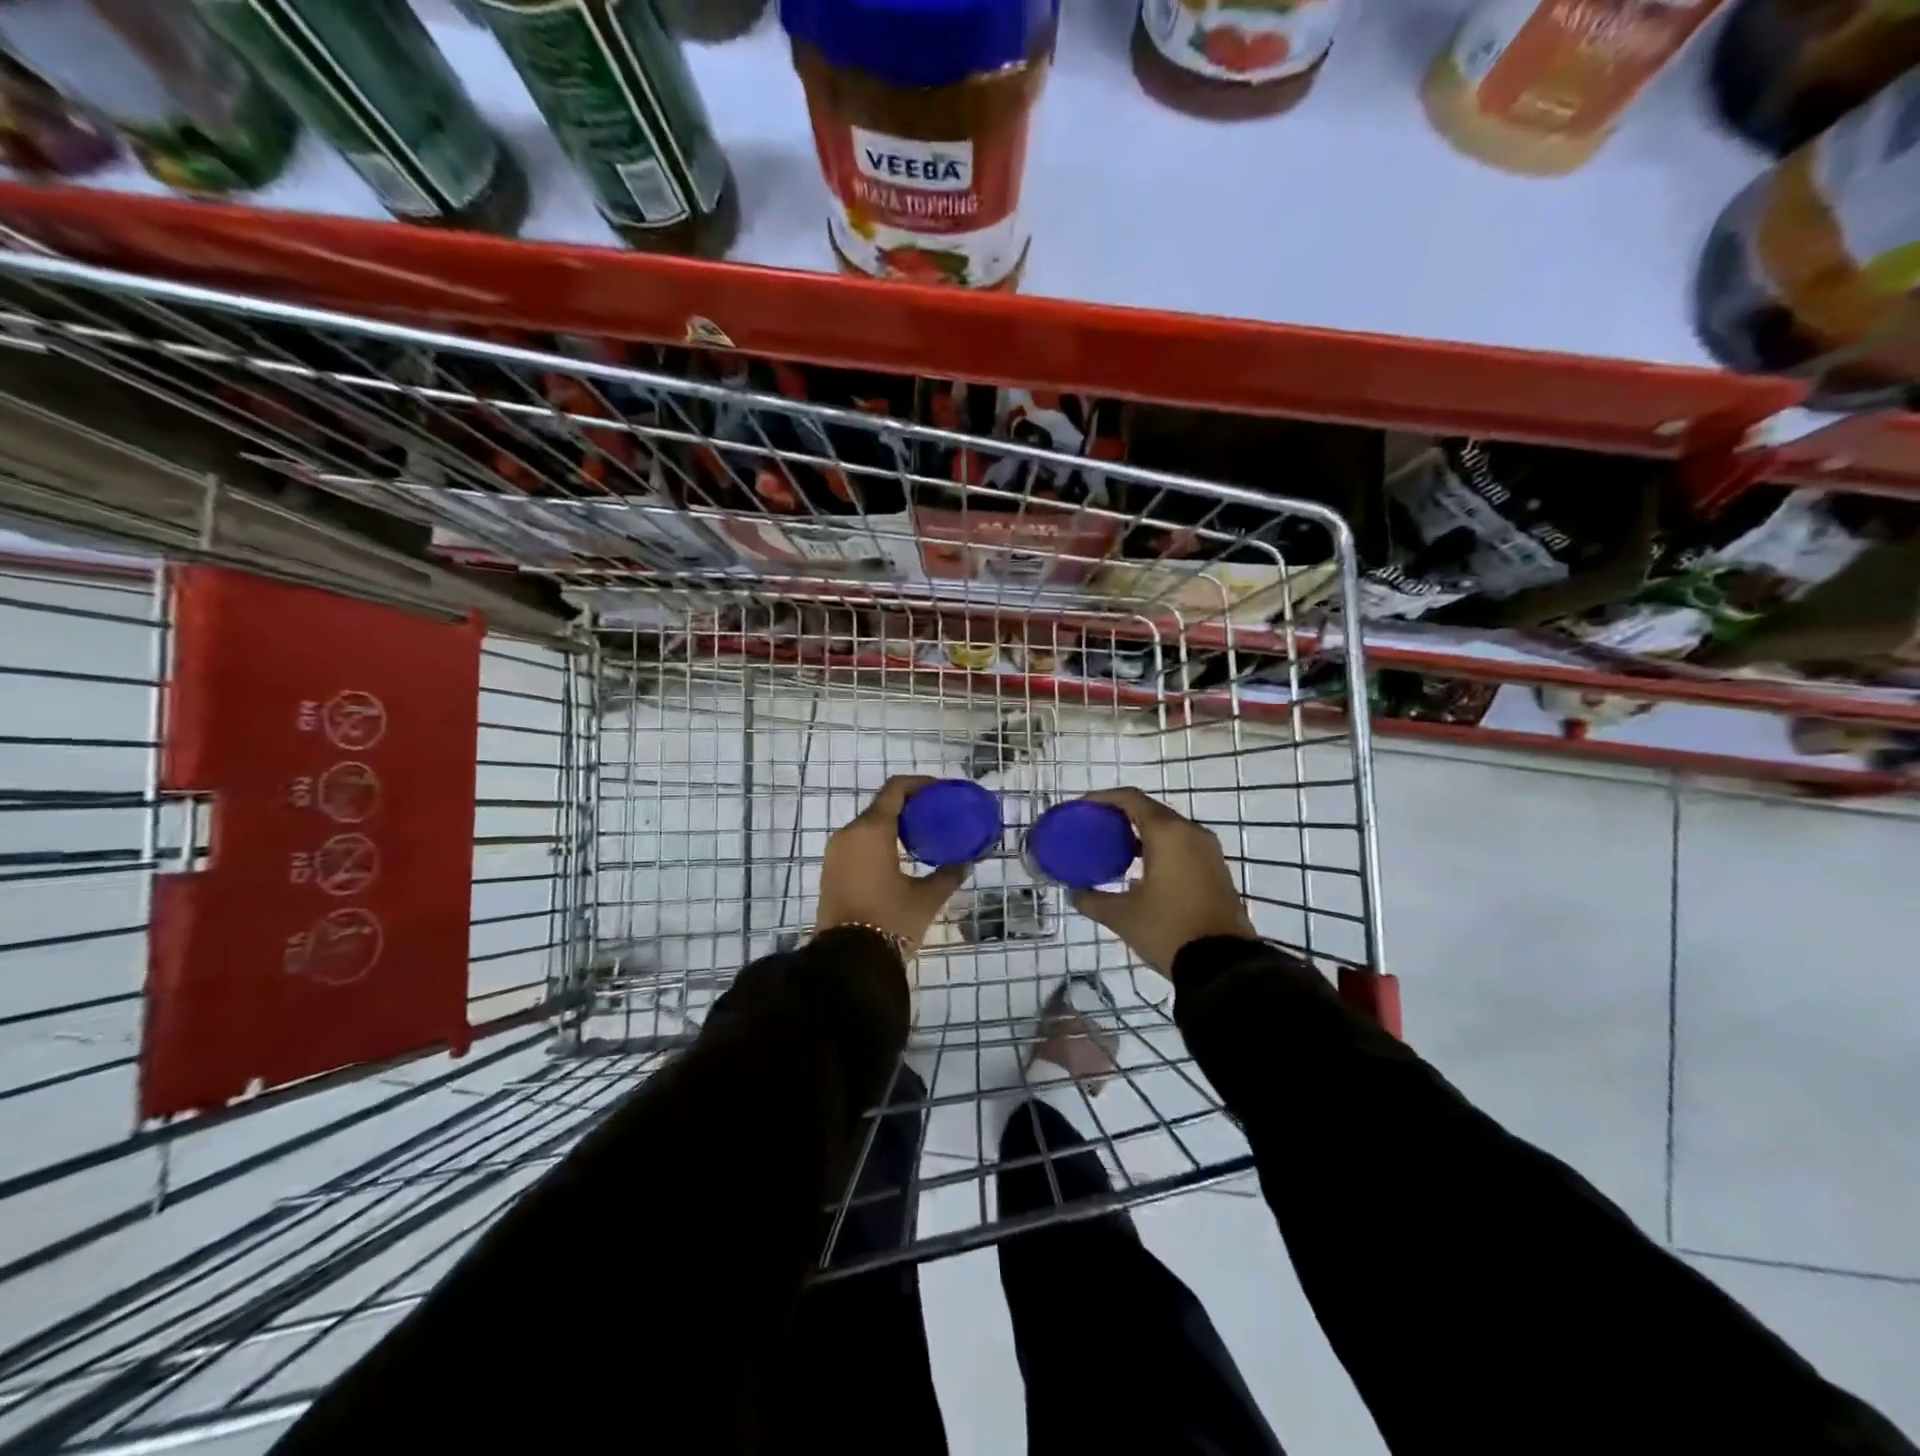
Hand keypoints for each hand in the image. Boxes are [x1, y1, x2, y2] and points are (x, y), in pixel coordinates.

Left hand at [815, 775, 967, 955]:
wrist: (848, 960)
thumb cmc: (890, 920)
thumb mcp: (926, 897)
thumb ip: (949, 874)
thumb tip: (967, 862)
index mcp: (871, 830)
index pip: (896, 789)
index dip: (920, 784)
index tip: (941, 791)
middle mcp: (849, 833)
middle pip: (881, 805)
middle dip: (909, 806)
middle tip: (936, 815)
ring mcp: (836, 852)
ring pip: (868, 825)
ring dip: (893, 824)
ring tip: (922, 836)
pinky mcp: (831, 870)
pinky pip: (858, 843)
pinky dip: (879, 841)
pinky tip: (900, 856)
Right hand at [1071, 787, 1256, 974]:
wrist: (1224, 965)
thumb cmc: (1168, 929)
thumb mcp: (1122, 916)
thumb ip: (1093, 899)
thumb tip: (1074, 893)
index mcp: (1167, 833)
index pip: (1130, 799)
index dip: (1102, 798)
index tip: (1081, 808)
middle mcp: (1190, 833)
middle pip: (1150, 810)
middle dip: (1120, 815)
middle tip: (1094, 828)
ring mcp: (1208, 851)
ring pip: (1168, 829)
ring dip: (1141, 833)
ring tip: (1113, 849)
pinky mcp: (1216, 870)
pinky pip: (1182, 845)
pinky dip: (1159, 848)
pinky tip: (1141, 870)